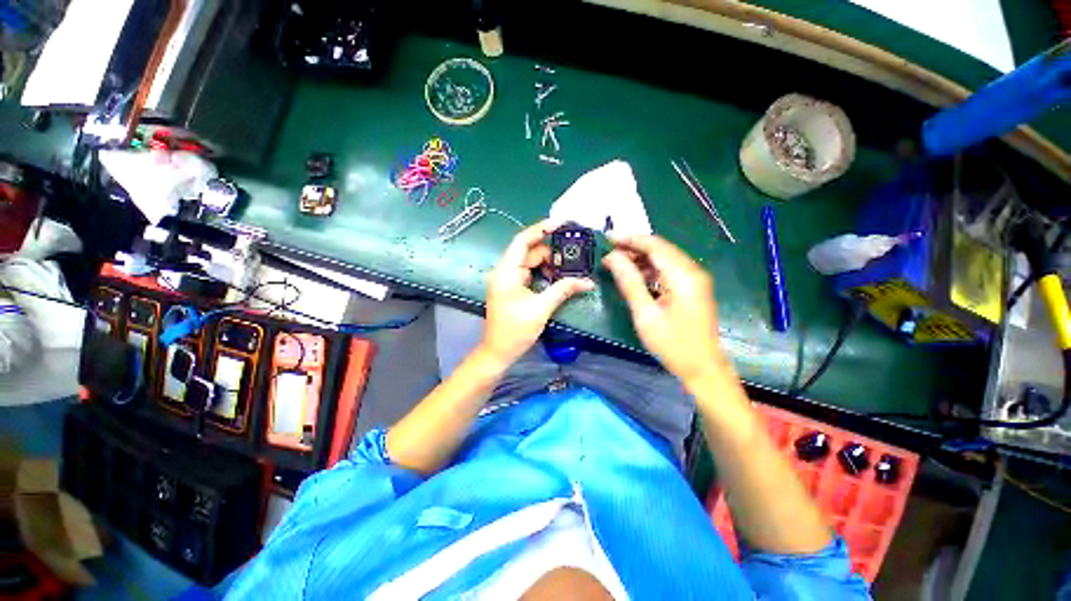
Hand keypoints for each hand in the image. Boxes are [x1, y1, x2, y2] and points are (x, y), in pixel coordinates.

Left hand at [481, 219, 593, 366]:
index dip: (541, 229)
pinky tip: (560, 276)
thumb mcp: (541, 308)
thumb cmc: (515, 331)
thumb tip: (587, 281)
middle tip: (575, 250)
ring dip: (550, 263)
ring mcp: (509, 280)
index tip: (562, 223)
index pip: (522, 241)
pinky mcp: (514, 289)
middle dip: (552, 250)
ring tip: (571, 264)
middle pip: (530, 251)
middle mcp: (506, 271)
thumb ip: (563, 290)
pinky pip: (531, 274)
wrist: (498, 352)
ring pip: (532, 263)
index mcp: (506, 271)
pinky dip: (545, 273)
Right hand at [602, 234, 725, 383]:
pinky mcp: (692, 288)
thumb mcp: (645, 314)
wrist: (703, 368)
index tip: (607, 238)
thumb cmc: (673, 344)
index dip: (630, 239)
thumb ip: (629, 282)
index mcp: (684, 276)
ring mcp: (695, 279)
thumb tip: (612, 258)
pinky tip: (635, 275)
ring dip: (641, 258)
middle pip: (661, 248)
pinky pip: (668, 270)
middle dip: (634, 247)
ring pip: (664, 258)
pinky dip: (650, 269)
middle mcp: (693, 271)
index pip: (655, 245)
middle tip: (609, 252)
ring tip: (617, 262)